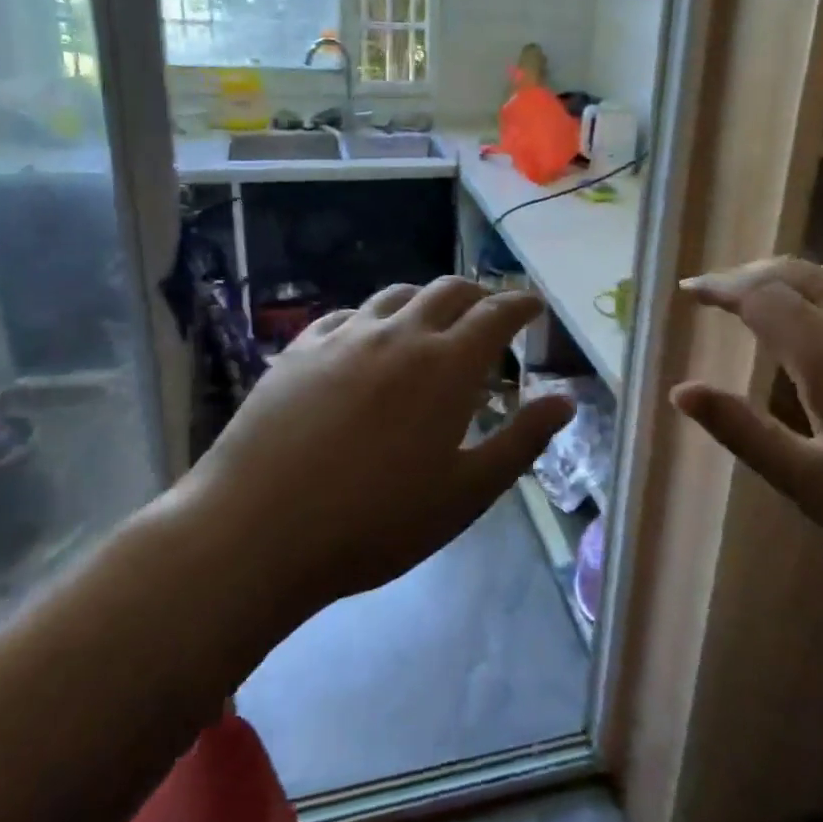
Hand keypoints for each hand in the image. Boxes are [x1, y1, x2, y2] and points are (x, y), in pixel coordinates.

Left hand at [178, 277, 574, 620]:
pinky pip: (347, 315)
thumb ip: (521, 441)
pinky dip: (373, 318)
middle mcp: (399, 334)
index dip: (521, 303)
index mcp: (447, 365)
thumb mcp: (466, 493)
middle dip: (479, 294)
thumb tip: (566, 400)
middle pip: (449, 290)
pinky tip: (367, 341)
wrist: (256, 531)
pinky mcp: (299, 350)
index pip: (497, 313)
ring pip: (397, 294)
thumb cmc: (375, 521)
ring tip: (432, 323)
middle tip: (490, 314)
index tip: (534, 305)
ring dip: (426, 300)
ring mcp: (344, 336)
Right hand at [671, 257, 822, 598]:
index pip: (760, 295)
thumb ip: (743, 430)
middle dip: (752, 275)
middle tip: (719, 293)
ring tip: (766, 305)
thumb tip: (681, 391)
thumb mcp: (814, 485)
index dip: (719, 289)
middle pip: (800, 272)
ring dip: (795, 282)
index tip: (689, 292)